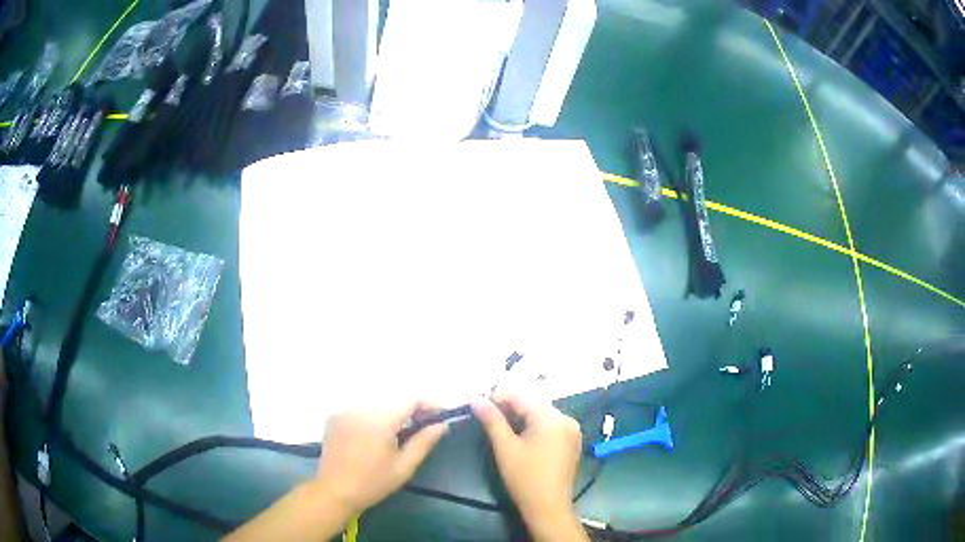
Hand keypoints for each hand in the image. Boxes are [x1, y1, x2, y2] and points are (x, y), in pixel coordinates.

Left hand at [314, 401, 447, 514]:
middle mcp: (361, 409)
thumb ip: (424, 442)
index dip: (428, 404)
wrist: (334, 491)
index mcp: (379, 420)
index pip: (410, 399)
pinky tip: (374, 436)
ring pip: (377, 405)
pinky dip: (372, 418)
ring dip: (391, 414)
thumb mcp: (404, 466)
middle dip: (410, 410)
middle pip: (393, 401)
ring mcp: (345, 411)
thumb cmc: (373, 482)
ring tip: (399, 433)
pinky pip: (360, 410)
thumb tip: (441, 425)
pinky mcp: (334, 417)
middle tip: (422, 426)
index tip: (440, 415)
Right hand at [471, 392, 586, 539]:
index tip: (477, 403)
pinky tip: (518, 435)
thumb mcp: (505, 448)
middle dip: (508, 407)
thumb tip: (475, 397)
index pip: (521, 396)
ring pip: (540, 413)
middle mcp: (566, 418)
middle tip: (485, 415)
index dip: (497, 397)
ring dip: (519, 416)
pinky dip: (532, 425)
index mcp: (552, 418)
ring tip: (498, 425)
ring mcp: (571, 430)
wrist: (548, 507)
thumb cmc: (525, 478)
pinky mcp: (571, 441)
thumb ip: (491, 420)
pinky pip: (549, 424)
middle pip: (532, 403)